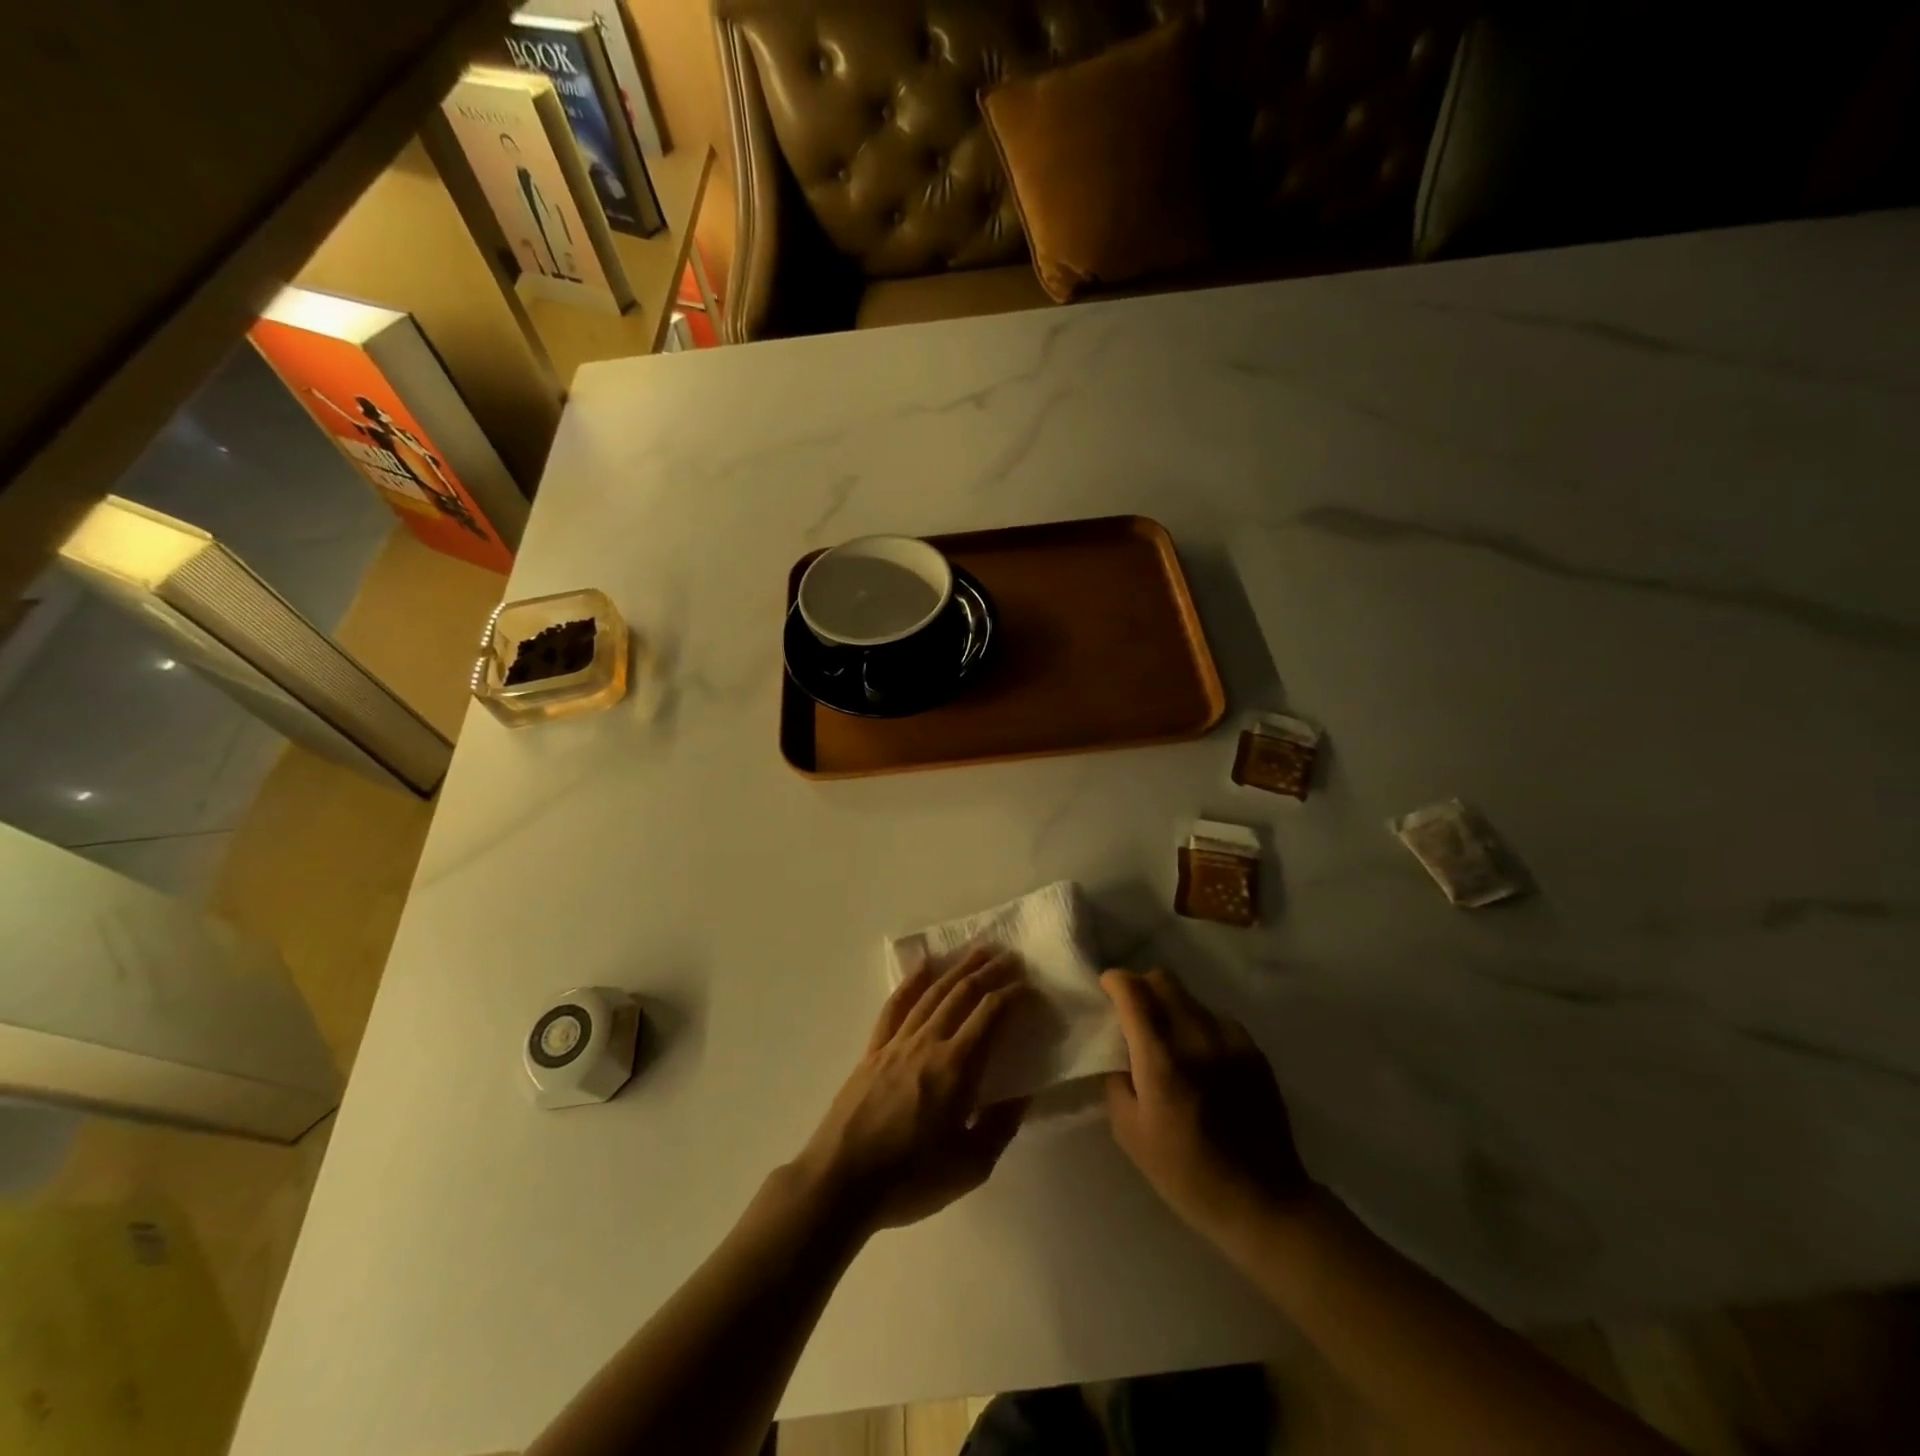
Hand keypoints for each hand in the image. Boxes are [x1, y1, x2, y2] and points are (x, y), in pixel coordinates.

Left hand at [796, 947, 1029, 1235]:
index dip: (1013, 995)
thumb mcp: (971, 1167)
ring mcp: (897, 1042)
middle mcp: (928, 1042)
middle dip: (989, 971)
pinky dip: (911, 981)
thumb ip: (1001, 1125)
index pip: (991, 1015)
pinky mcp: (873, 1049)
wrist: (841, 1182)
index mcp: (956, 1068)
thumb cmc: (910, 1179)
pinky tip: (923, 965)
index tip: (1031, 986)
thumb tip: (1025, 1092)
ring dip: (958, 968)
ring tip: (977, 951)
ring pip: (932, 992)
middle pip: (962, 993)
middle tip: (1011, 956)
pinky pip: (895, 1006)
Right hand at [1102, 968, 1310, 1240]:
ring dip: (1170, 1006)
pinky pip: (1216, 1018)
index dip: (1114, 981)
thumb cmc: (1186, 1173)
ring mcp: (1230, 1040)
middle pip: (1163, 980)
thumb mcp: (1130, 1133)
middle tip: (1132, 1014)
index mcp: (1161, 1059)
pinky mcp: (1253, 1050)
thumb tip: (1120, 1054)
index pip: (1133, 991)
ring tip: (1168, 1041)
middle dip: (1141, 987)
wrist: (1262, 1201)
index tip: (1106, 990)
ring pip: (1190, 997)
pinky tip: (1200, 1058)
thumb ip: (1117, 1081)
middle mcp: (1196, 1037)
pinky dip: (1199, 1025)